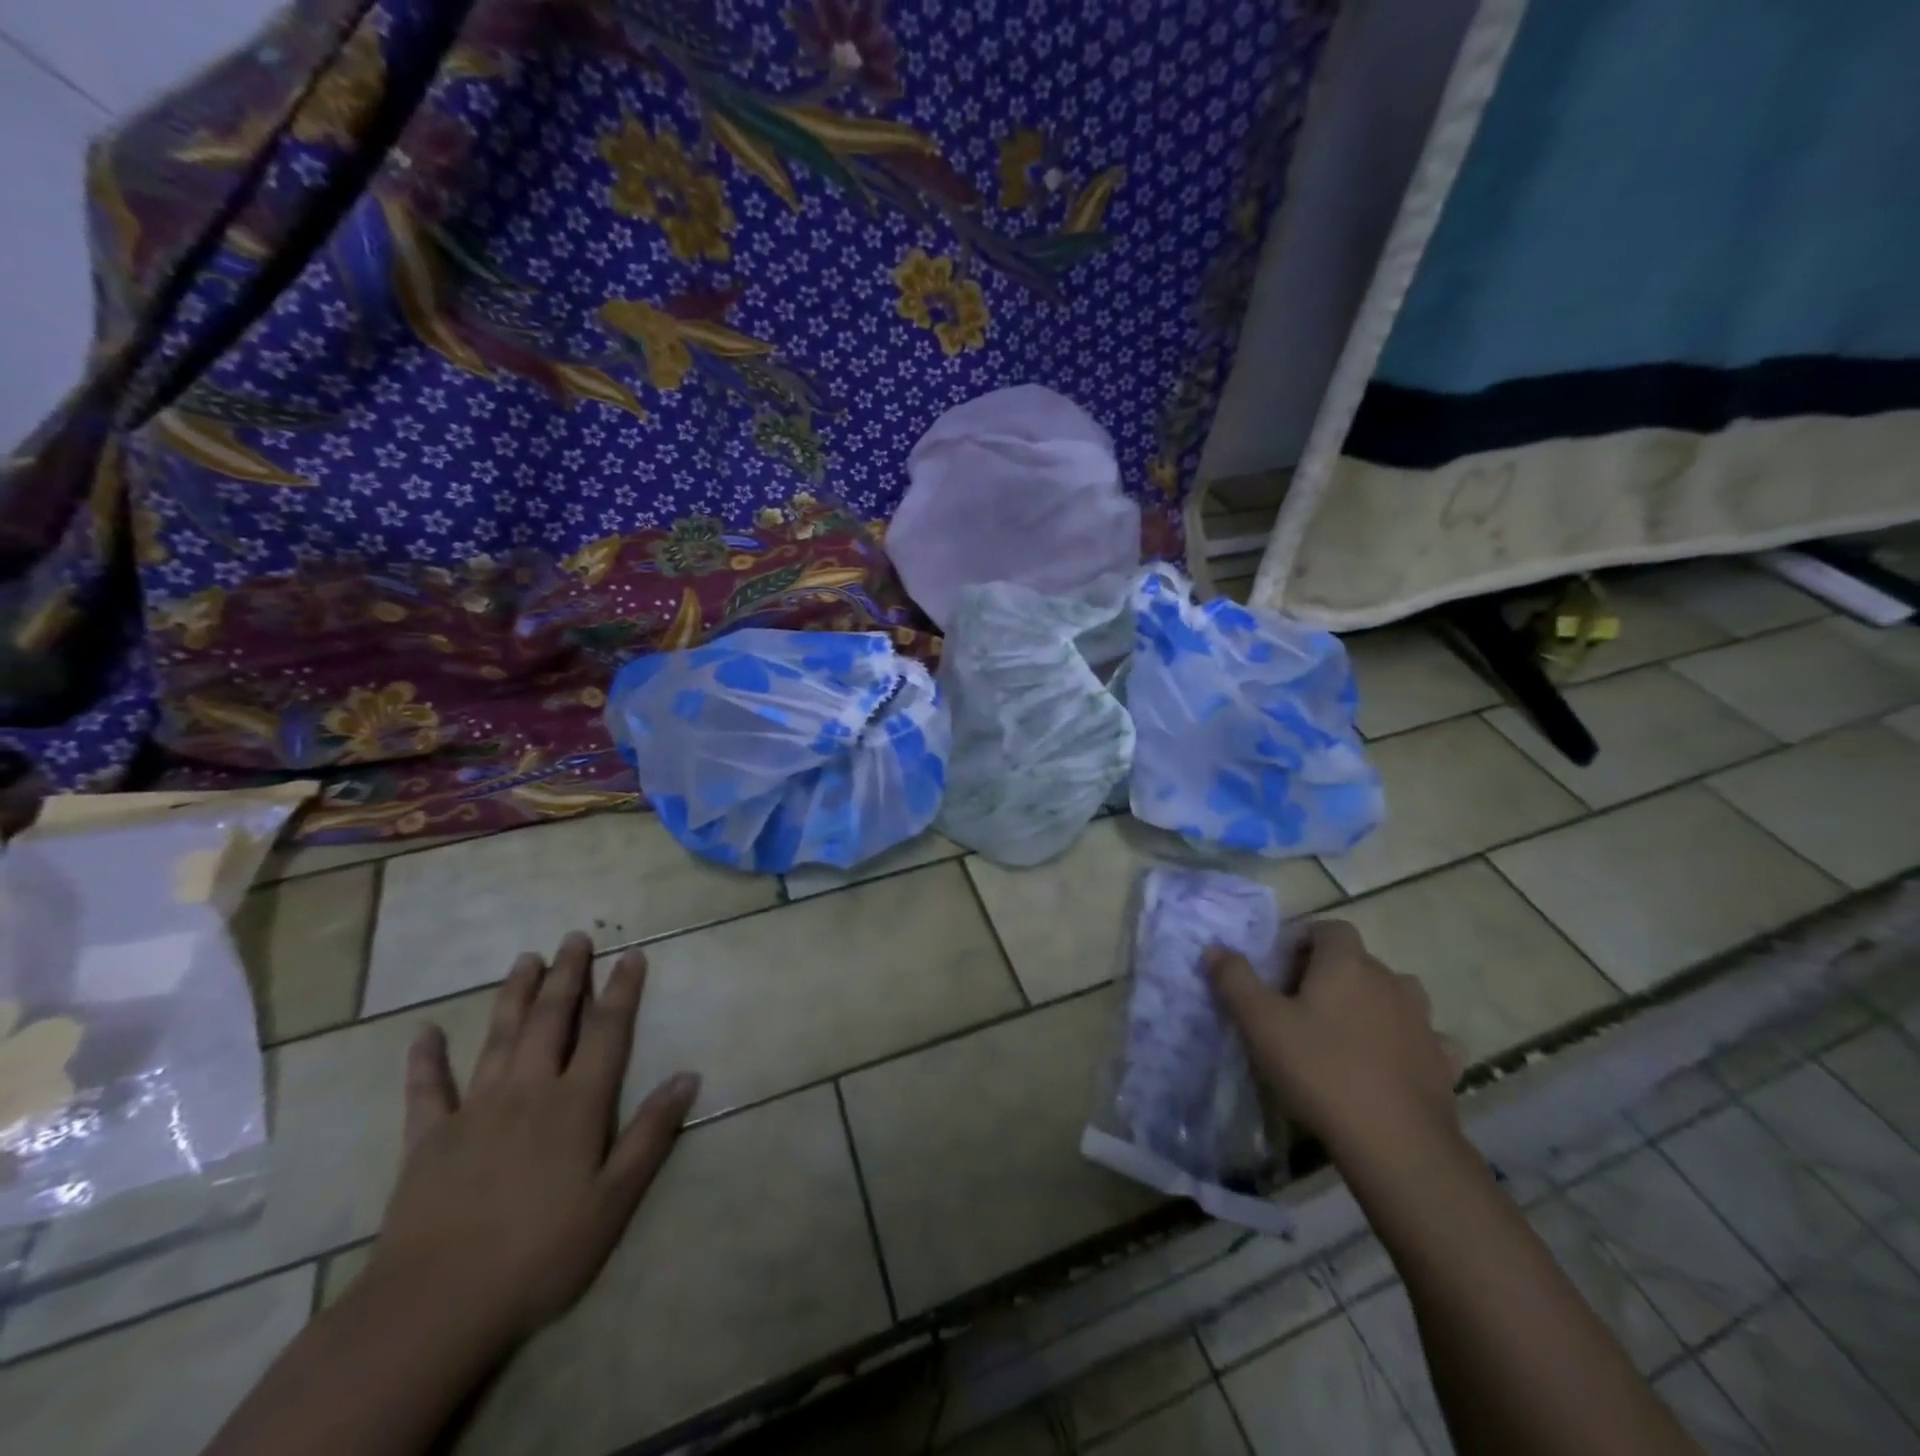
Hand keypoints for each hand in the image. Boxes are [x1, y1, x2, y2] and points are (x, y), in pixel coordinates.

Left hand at [363, 931, 699, 1344]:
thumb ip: (651, 1133)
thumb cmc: (541, 1253)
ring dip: (514, 994)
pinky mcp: (427, 1138)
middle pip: (551, 1019)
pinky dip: (426, 1058)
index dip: (621, 990)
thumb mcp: (614, 1200)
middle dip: (566, 975)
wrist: (435, 1305)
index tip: (631, 955)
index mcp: (576, 1103)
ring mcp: (474, 1109)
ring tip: (525, 958)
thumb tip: (688, 1075)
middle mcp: (528, 1090)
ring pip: (499, 1036)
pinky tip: (426, 1032)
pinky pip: (427, 1089)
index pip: (607, 1031)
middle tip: (574, 937)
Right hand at [1204, 920, 1460, 1164]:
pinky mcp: (1442, 1061)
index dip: (1305, 940)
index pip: (1331, 928)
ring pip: (1397, 994)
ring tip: (1345, 1030)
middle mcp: (1390, 981)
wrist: (1395, 1143)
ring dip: (1372, 1002)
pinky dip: (1406, 1041)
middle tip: (1300, 1005)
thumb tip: (1216, 947)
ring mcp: (1422, 1022)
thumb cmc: (1319, 1070)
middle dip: (1331, 973)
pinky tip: (1388, 1063)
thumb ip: (1234, 979)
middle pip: (1359, 960)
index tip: (1282, 969)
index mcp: (1346, 964)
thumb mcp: (1260, 1023)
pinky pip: (1425, 1037)